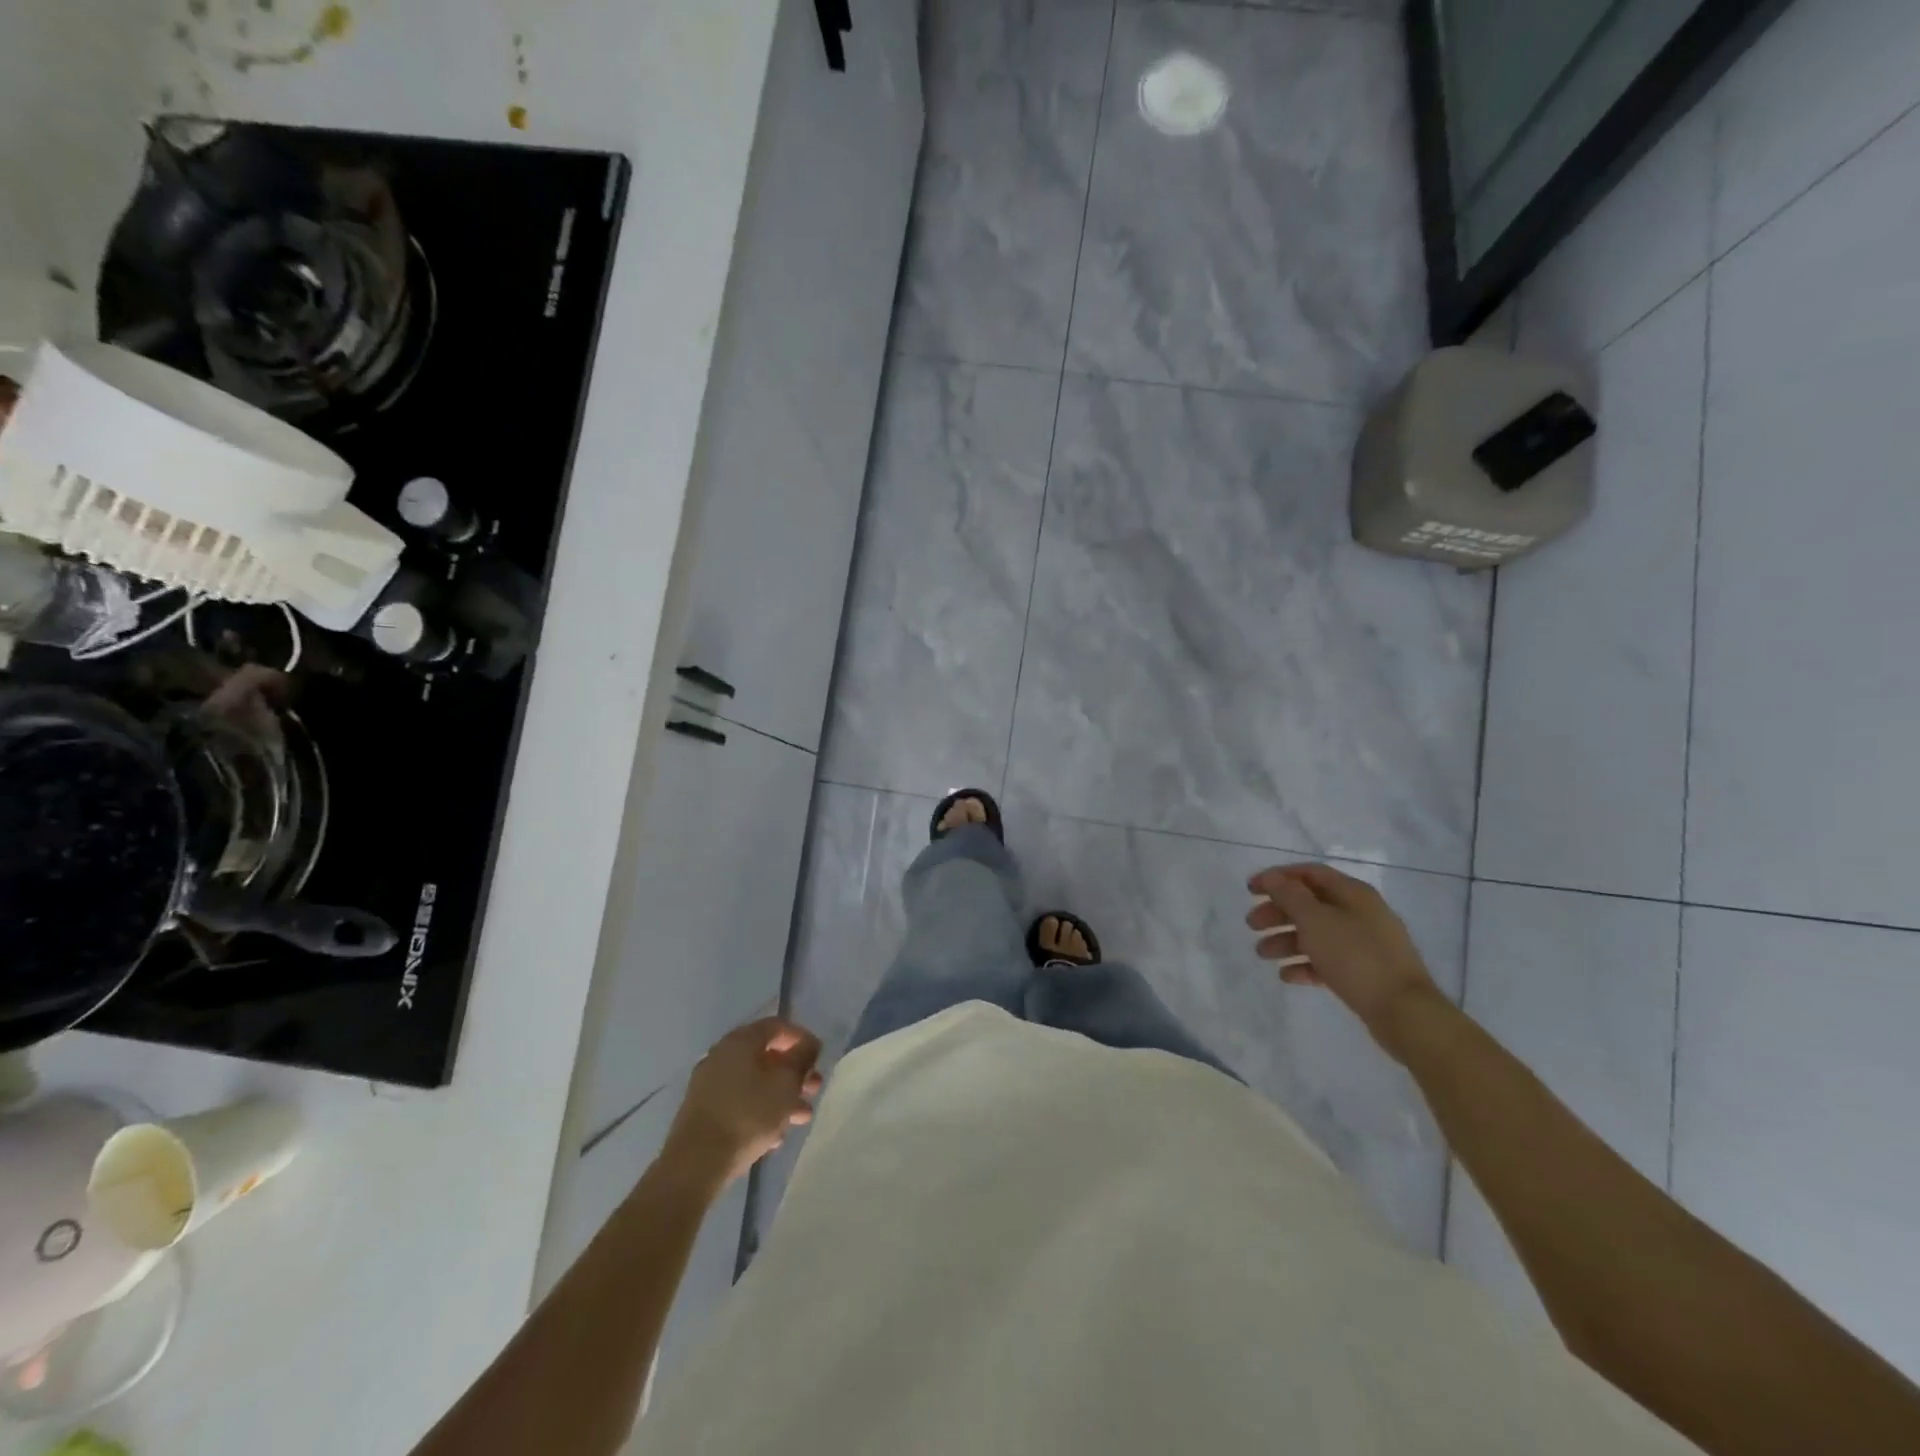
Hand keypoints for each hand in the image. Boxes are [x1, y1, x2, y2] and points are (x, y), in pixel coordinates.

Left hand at [664, 1017, 823, 1186]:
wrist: (695, 1165)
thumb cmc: (748, 1116)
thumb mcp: (785, 1084)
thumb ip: (801, 1059)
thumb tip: (807, 1045)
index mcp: (740, 1041)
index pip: (777, 1026)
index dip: (801, 1038)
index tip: (819, 1057)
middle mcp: (721, 1055)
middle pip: (765, 1055)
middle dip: (793, 1072)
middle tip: (814, 1089)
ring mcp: (708, 1084)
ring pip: (753, 1081)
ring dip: (780, 1095)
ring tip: (801, 1117)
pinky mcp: (702, 1111)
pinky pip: (739, 1101)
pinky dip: (759, 1110)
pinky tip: (775, 1135)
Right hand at [1246, 863, 1444, 1055]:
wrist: (1404, 1012)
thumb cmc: (1356, 957)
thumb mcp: (1316, 921)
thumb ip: (1290, 896)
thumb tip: (1273, 878)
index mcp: (1353, 894)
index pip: (1309, 873)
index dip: (1277, 878)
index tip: (1250, 890)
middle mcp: (1360, 913)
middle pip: (1310, 904)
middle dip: (1278, 912)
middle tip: (1252, 925)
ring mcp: (1365, 944)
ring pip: (1316, 934)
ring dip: (1286, 940)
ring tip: (1262, 954)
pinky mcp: (1365, 972)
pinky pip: (1328, 961)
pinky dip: (1305, 964)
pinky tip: (1287, 976)